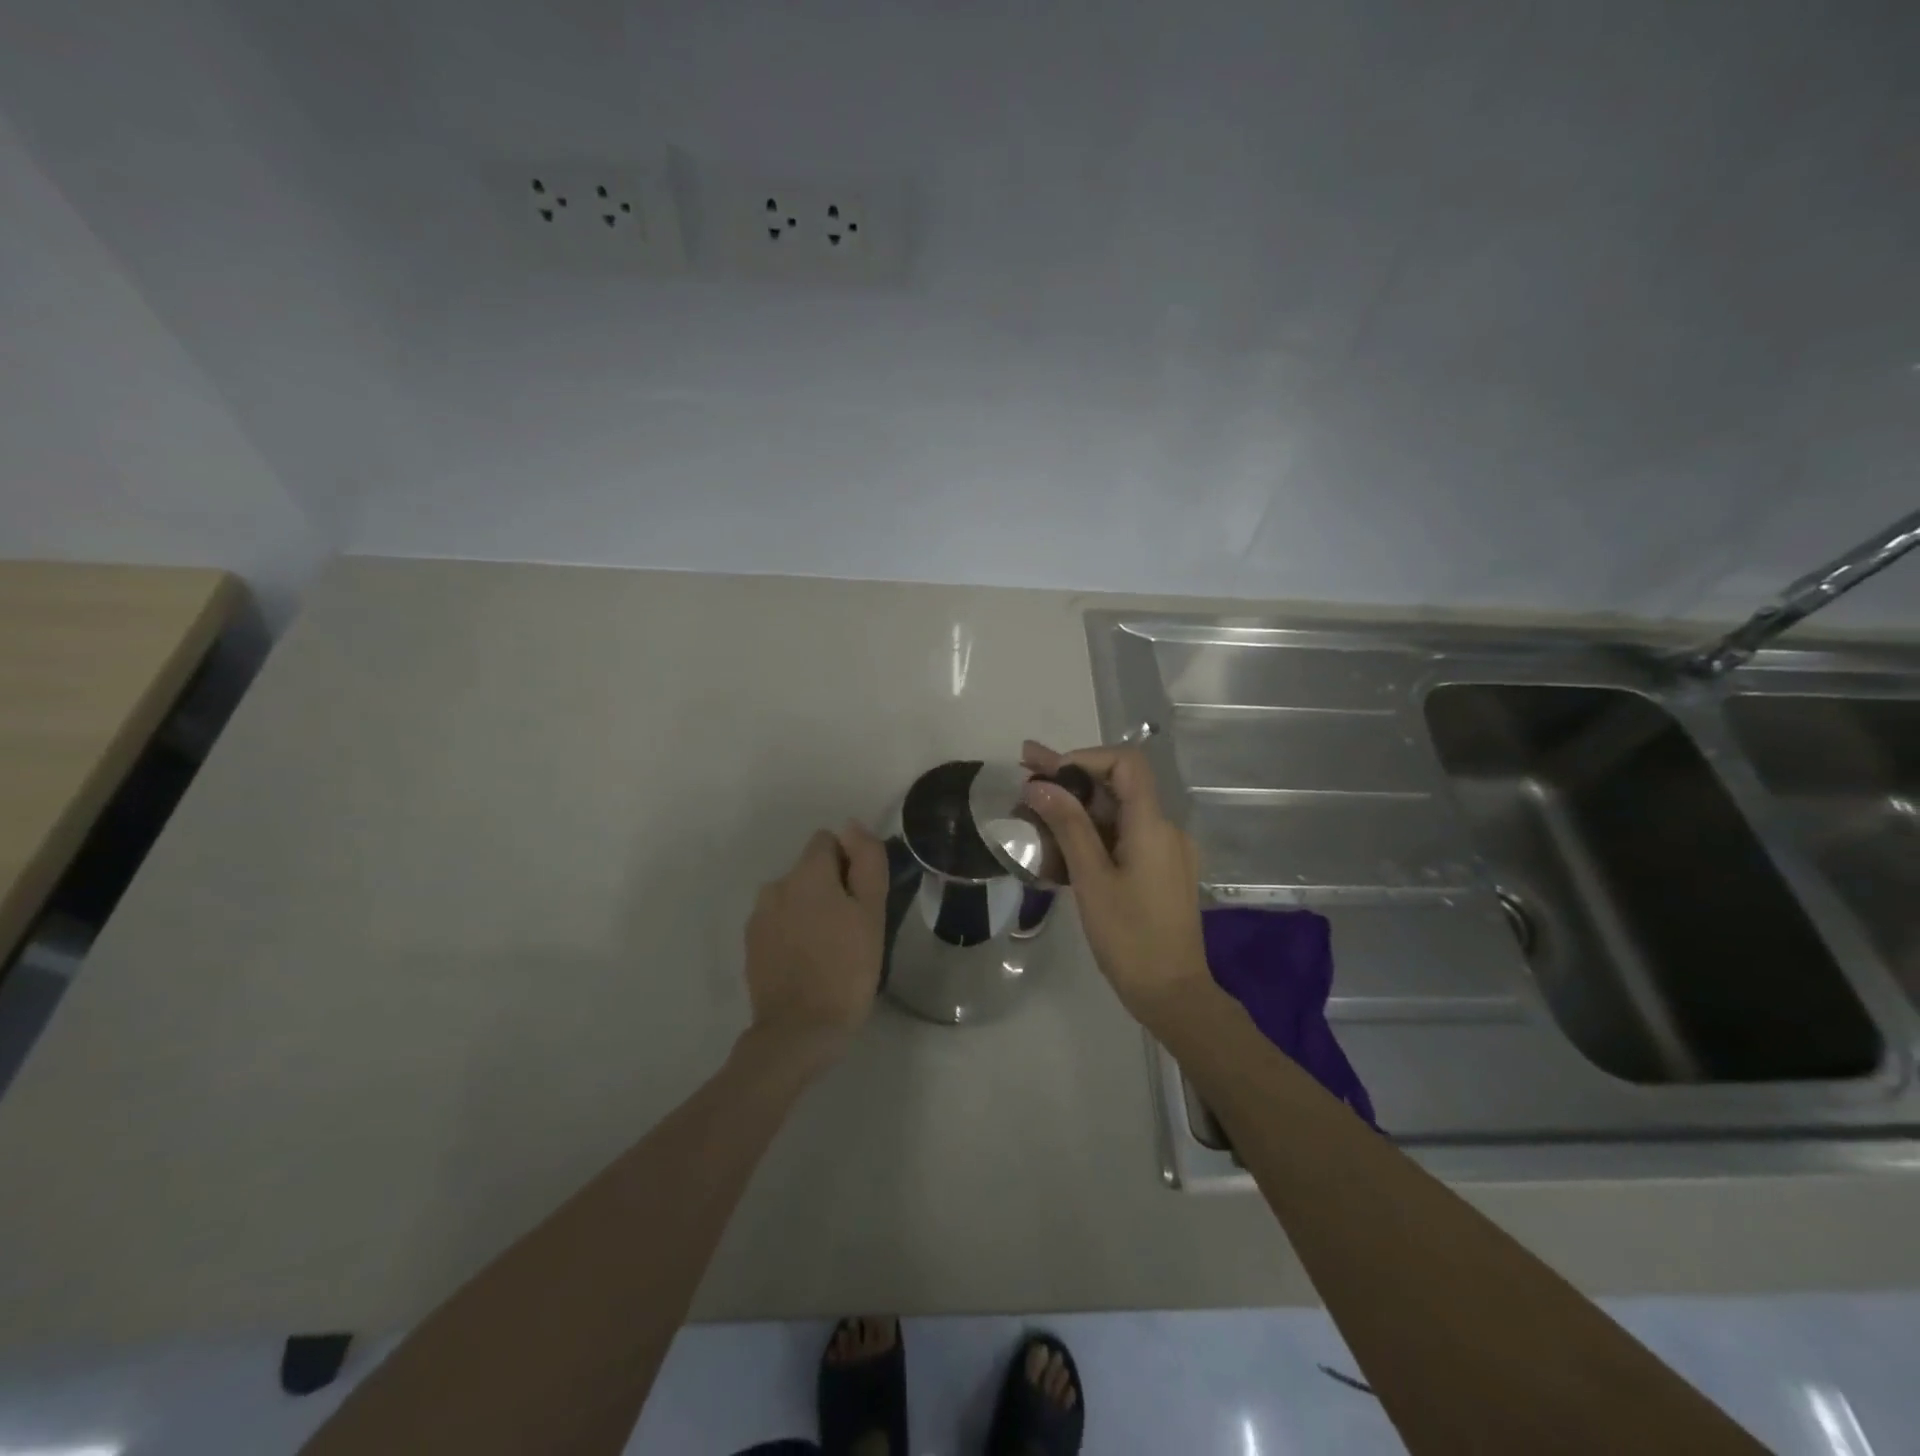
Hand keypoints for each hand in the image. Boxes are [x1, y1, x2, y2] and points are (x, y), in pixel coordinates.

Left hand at [744, 821, 889, 1050]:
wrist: (799, 1031)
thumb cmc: (846, 969)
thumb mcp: (872, 912)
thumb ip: (866, 861)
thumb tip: (852, 826)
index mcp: (806, 874)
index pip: (827, 842)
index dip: (849, 863)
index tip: (861, 898)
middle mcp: (776, 886)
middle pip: (809, 871)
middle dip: (830, 888)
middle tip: (851, 929)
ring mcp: (758, 917)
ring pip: (793, 897)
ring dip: (810, 910)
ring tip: (829, 949)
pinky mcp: (751, 945)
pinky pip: (778, 923)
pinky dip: (793, 933)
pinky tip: (807, 963)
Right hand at [1020, 740, 1210, 1021]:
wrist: (1172, 993)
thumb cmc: (1130, 937)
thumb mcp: (1092, 879)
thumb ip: (1068, 826)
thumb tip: (1040, 784)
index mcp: (1153, 825)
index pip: (1126, 763)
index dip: (1086, 758)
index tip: (1049, 772)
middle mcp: (1165, 829)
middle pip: (1118, 786)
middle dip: (1071, 777)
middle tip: (1025, 769)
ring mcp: (1165, 851)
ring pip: (1119, 813)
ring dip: (1078, 806)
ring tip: (1032, 802)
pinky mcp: (1160, 871)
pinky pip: (1125, 837)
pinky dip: (1093, 831)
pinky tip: (1060, 838)